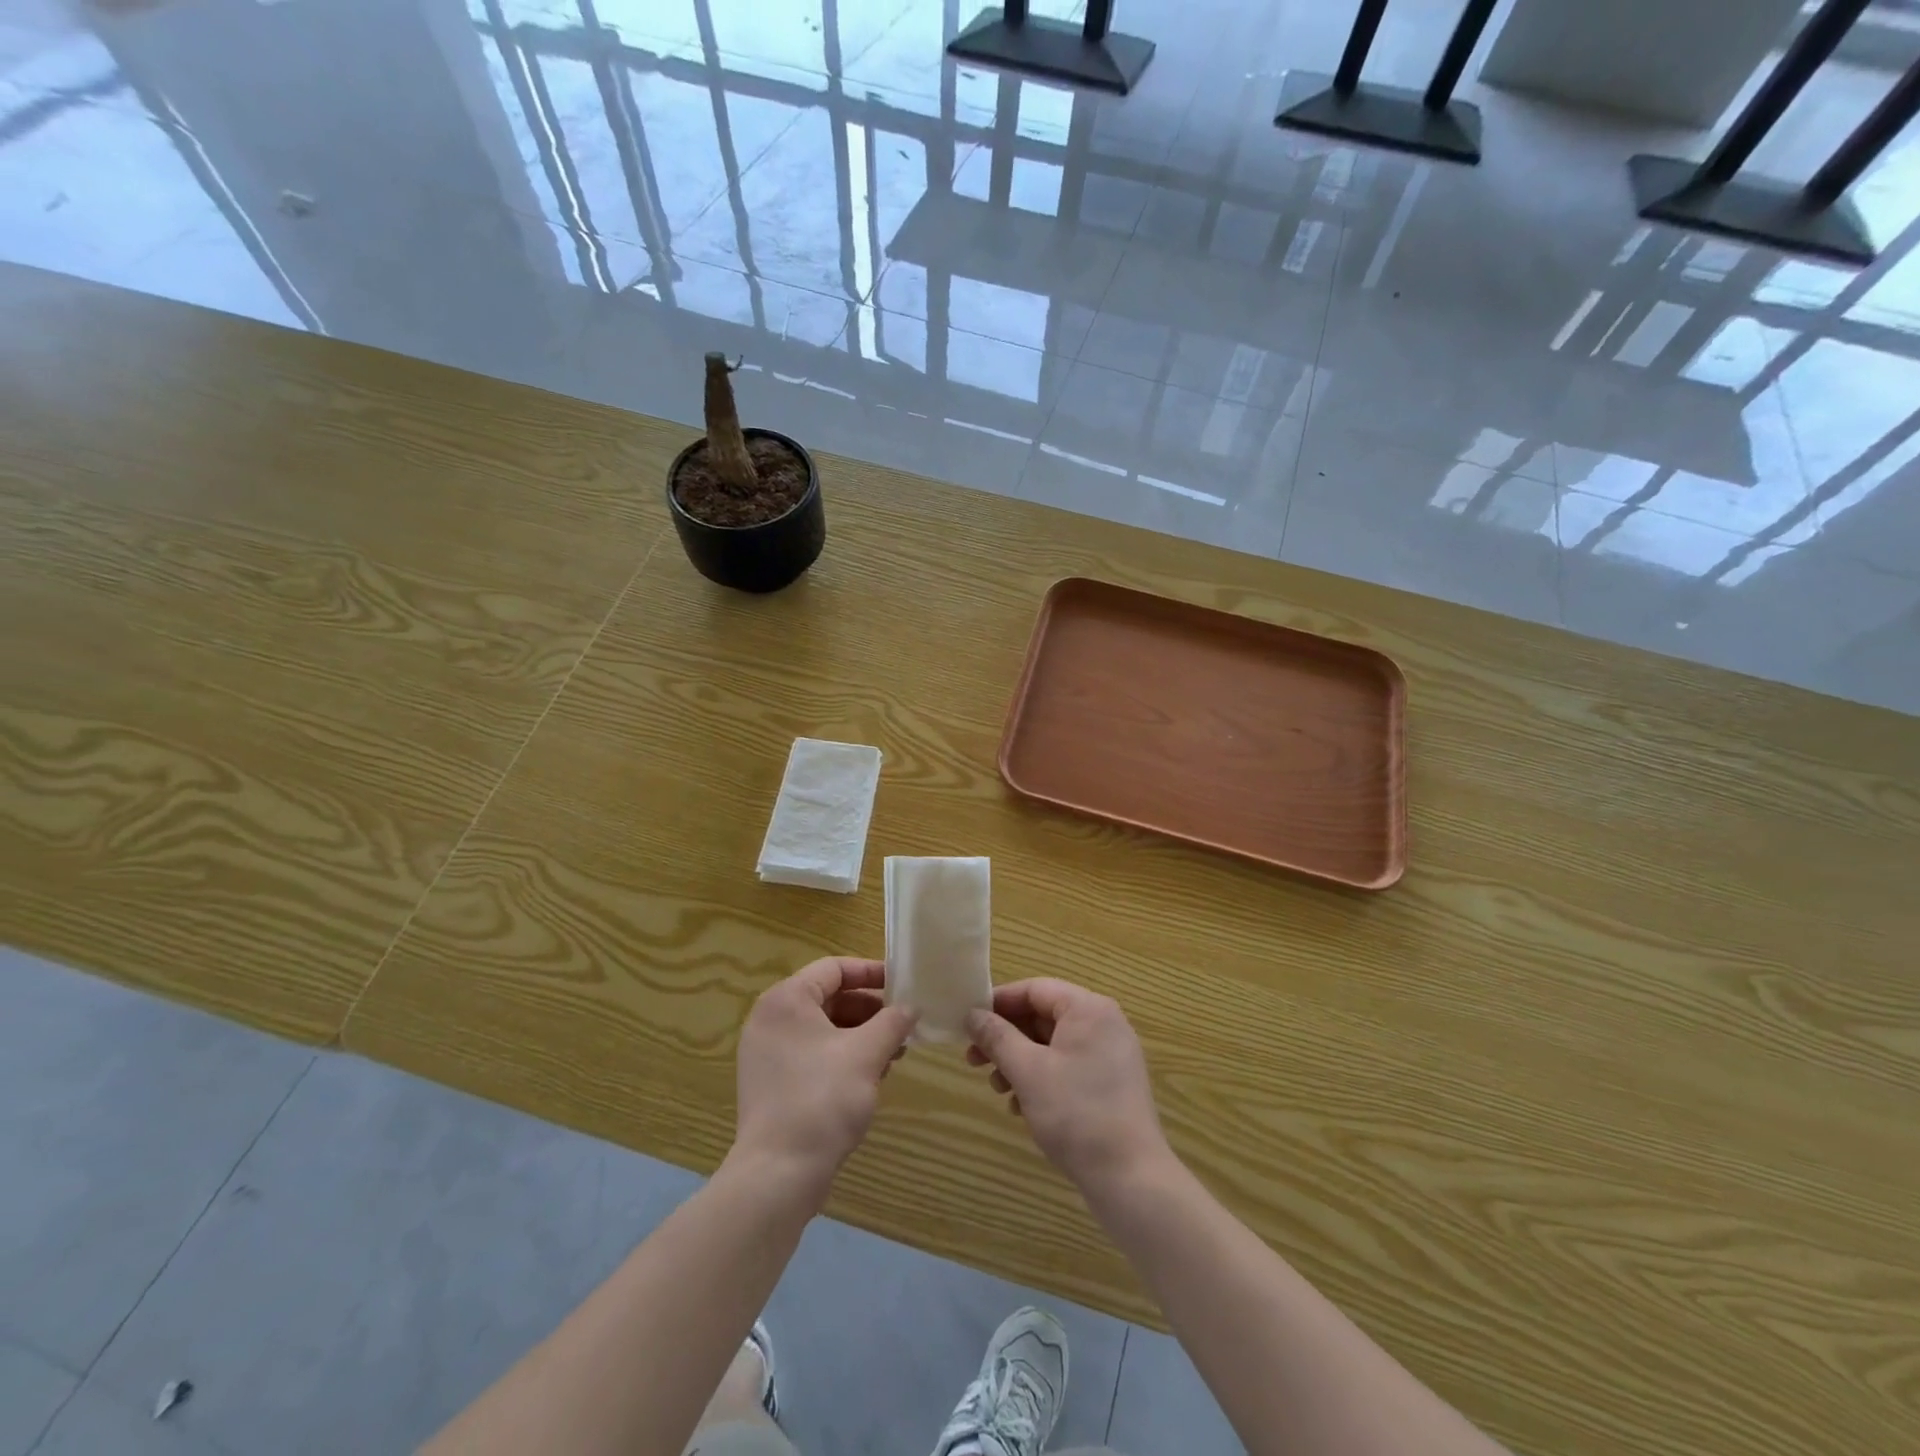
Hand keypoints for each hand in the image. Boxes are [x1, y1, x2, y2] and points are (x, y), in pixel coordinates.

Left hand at [733, 958, 915, 1193]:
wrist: (778, 1174)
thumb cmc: (823, 1099)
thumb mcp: (867, 1054)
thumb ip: (893, 1021)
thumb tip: (911, 1007)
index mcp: (787, 999)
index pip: (834, 968)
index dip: (872, 973)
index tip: (903, 985)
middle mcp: (771, 1019)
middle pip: (829, 998)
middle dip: (870, 1010)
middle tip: (903, 1024)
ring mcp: (767, 1053)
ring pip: (823, 1028)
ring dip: (861, 1034)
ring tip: (895, 1052)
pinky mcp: (771, 1082)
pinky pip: (812, 1053)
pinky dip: (842, 1055)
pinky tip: (872, 1074)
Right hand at [966, 979, 1171, 1193]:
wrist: (1130, 1178)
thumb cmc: (1076, 1113)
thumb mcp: (1028, 1071)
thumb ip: (997, 1037)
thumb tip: (973, 1015)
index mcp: (1088, 1009)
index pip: (1034, 989)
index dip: (999, 1003)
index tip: (969, 1023)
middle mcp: (1103, 1023)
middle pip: (1043, 1016)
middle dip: (1006, 1037)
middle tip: (973, 1060)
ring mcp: (1111, 1054)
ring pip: (1053, 1044)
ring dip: (1020, 1061)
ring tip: (998, 1088)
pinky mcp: (1111, 1083)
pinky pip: (1068, 1066)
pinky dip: (1041, 1078)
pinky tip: (1021, 1106)